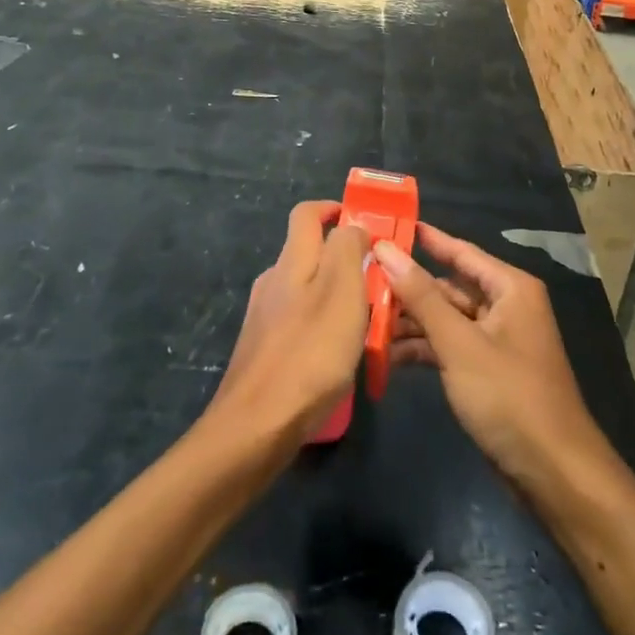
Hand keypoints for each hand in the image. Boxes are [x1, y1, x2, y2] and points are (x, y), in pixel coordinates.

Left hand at [208, 201, 371, 446]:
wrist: (256, 426)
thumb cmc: (310, 352)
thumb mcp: (343, 290)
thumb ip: (349, 249)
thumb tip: (352, 226)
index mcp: (292, 260)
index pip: (306, 213)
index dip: (333, 208)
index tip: (363, 222)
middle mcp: (273, 280)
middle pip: (308, 251)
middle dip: (343, 256)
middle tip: (378, 278)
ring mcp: (264, 316)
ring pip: (305, 288)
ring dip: (335, 292)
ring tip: (367, 319)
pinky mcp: (264, 348)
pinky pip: (299, 321)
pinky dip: (322, 323)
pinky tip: (338, 352)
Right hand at [376, 225, 607, 491]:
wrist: (553, 474)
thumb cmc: (509, 396)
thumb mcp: (459, 343)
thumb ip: (421, 297)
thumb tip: (385, 250)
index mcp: (509, 288)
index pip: (460, 251)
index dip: (424, 239)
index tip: (387, 225)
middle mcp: (505, 306)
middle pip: (449, 286)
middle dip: (408, 288)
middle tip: (361, 280)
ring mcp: (496, 340)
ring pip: (446, 319)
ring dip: (410, 323)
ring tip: (364, 321)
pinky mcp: (487, 371)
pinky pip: (450, 347)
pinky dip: (423, 350)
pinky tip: (387, 357)